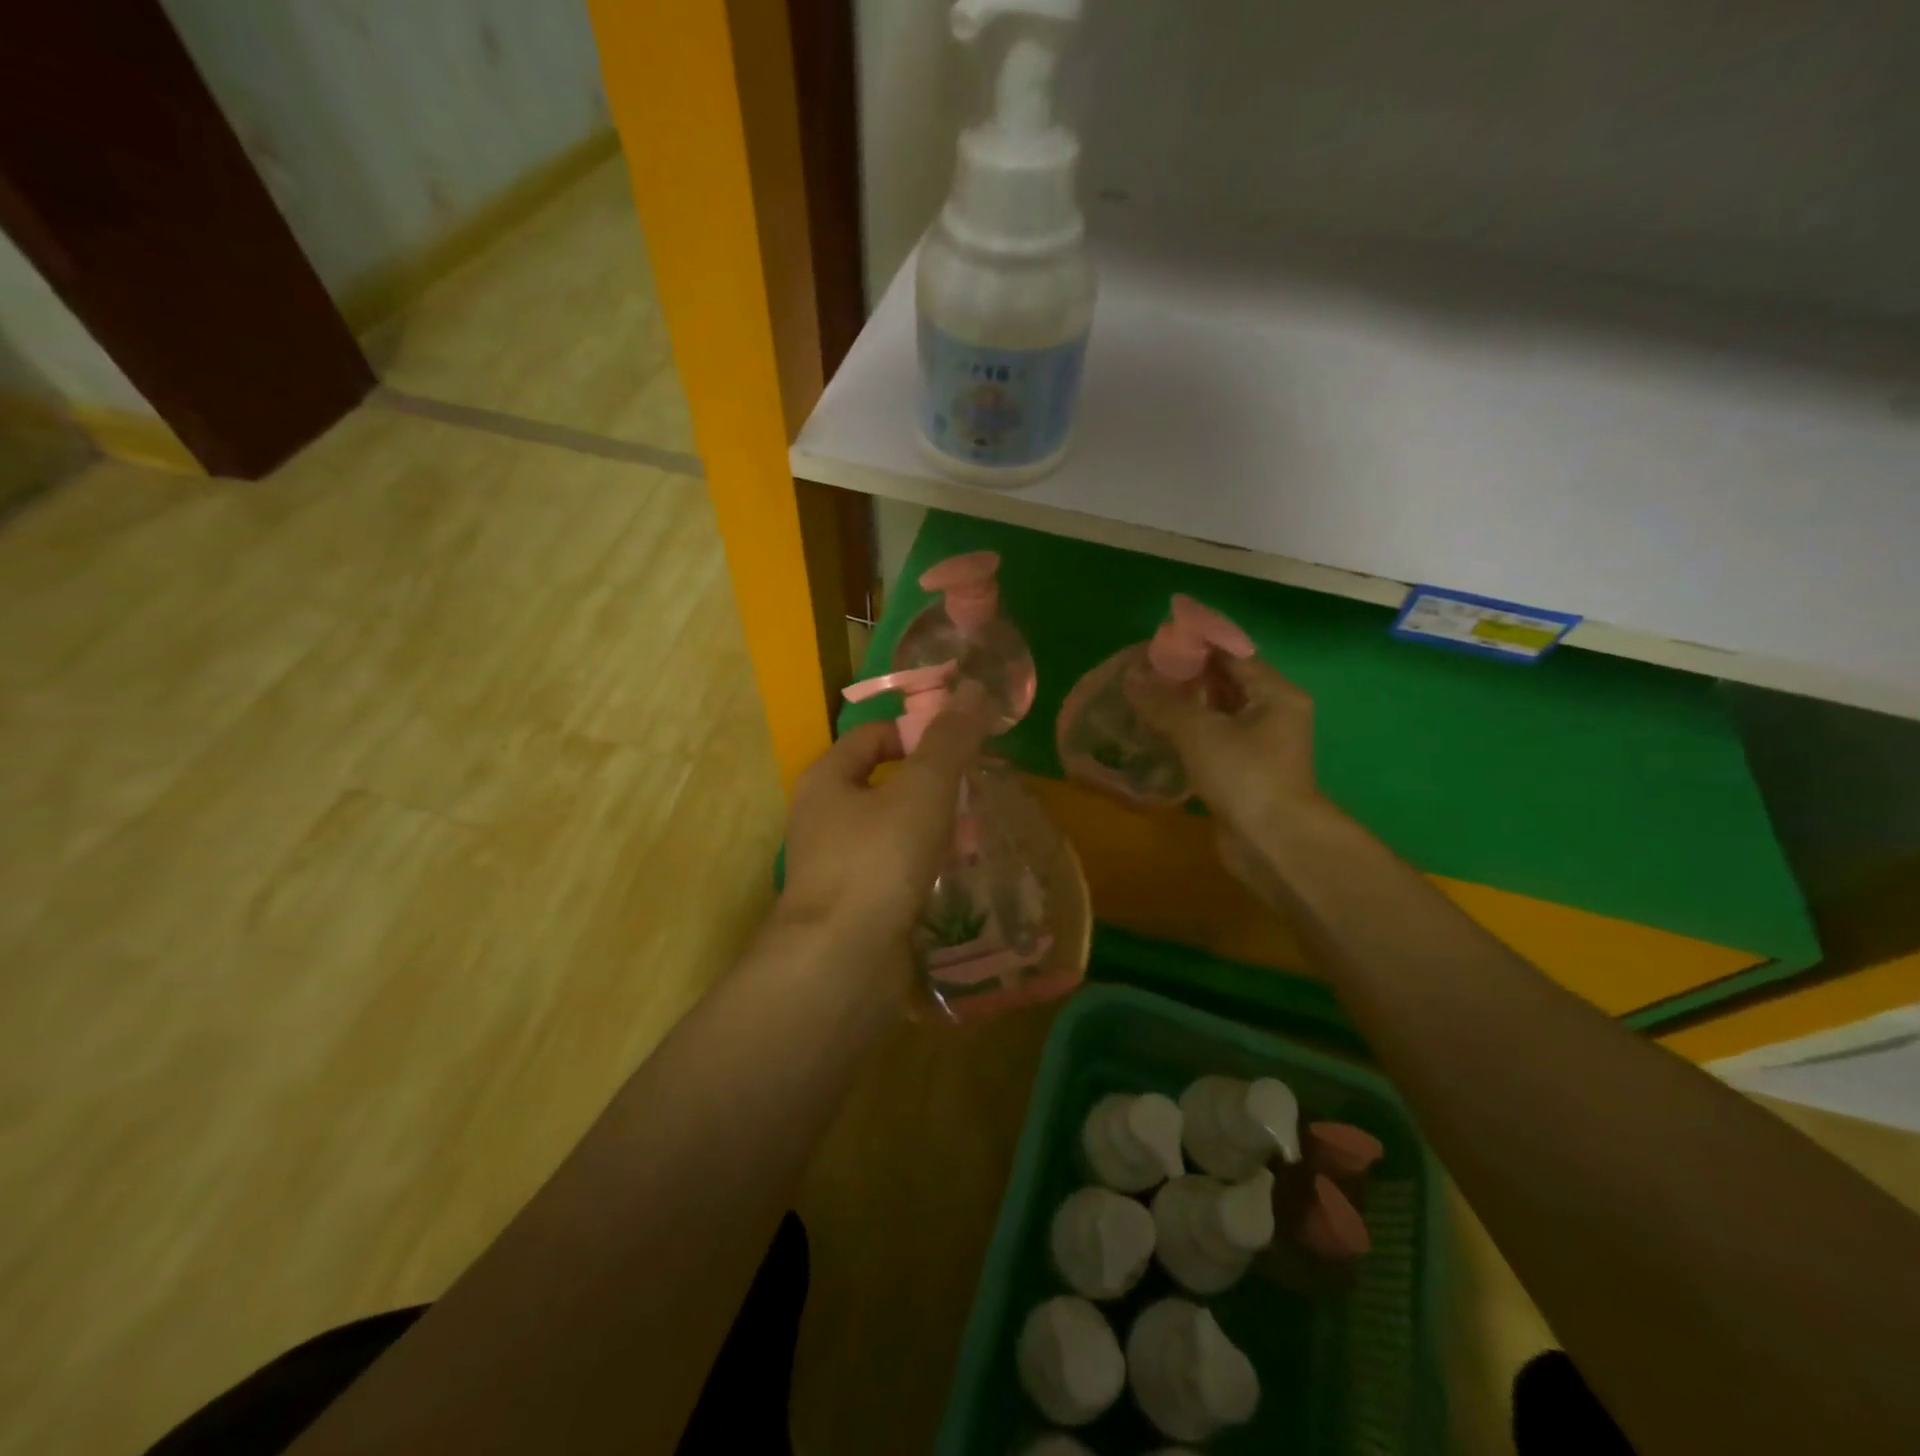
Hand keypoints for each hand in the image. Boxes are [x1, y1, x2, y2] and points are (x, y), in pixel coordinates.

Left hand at [778, 683, 990, 979]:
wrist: (840, 963)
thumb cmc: (878, 860)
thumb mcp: (922, 789)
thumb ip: (950, 741)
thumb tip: (974, 691)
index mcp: (827, 780)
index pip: (872, 736)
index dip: (916, 733)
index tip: (960, 748)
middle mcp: (822, 819)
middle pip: (882, 784)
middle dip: (930, 785)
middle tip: (974, 793)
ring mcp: (835, 867)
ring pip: (890, 832)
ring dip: (929, 829)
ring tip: (972, 835)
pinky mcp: (852, 907)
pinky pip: (892, 873)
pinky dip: (921, 869)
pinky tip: (952, 878)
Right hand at [1123, 654, 1336, 899]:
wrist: (1272, 843)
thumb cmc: (1244, 774)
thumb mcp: (1199, 731)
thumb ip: (1163, 703)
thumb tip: (1131, 678)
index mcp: (1275, 694)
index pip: (1233, 655)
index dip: (1196, 646)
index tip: (1157, 643)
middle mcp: (1272, 714)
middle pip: (1225, 684)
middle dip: (1186, 677)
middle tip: (1143, 672)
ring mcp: (1259, 746)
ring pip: (1216, 715)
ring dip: (1183, 708)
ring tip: (1142, 699)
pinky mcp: (1242, 773)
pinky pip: (1211, 742)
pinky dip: (1186, 736)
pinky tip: (1155, 735)